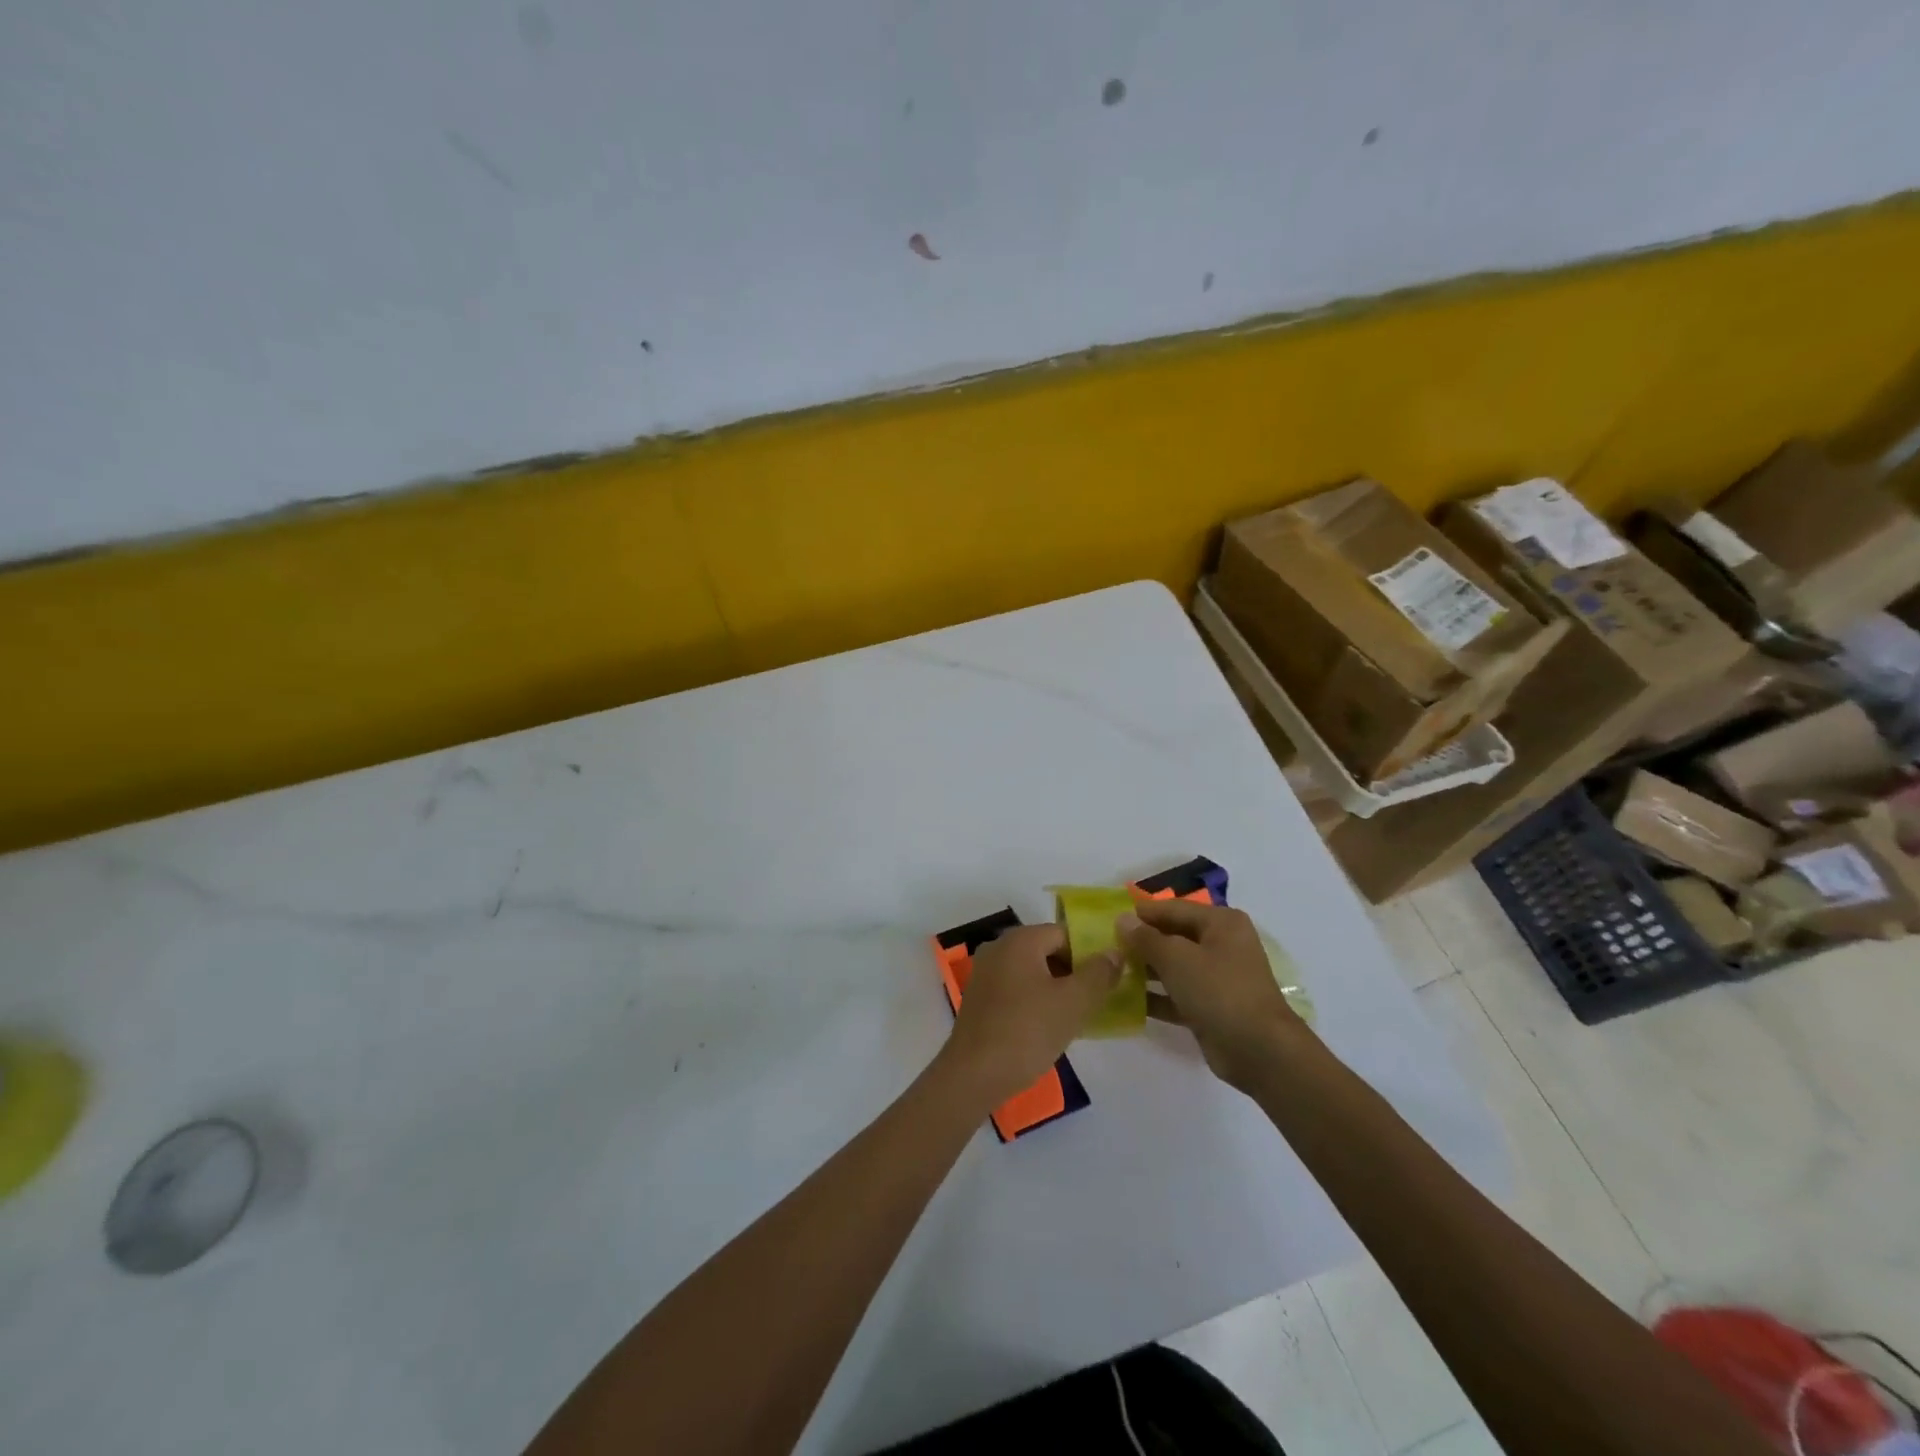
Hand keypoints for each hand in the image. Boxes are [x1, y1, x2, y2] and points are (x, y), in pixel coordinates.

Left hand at [939, 924, 1120, 1107]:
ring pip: (1033, 972)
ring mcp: (985, 972)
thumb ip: (1099, 973)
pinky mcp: (979, 998)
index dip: (1090, 954)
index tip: (1108, 981)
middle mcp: (999, 947)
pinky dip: (1035, 1001)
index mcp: (1020, 939)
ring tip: (1076, 1018)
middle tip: (1095, 1001)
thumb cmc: (1027, 1031)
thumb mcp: (1073, 1002)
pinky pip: (1016, 989)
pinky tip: (1048, 1027)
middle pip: (1048, 950)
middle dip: (1074, 973)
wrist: (974, 1075)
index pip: (1065, 933)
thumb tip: (1114, 952)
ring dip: (1056, 989)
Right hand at [1118, 899, 1304, 1091]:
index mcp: (1221, 923)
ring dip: (1146, 969)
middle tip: (1107, 947)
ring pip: (1174, 966)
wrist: (1259, 1051)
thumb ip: (1146, 938)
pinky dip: (1156, 996)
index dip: (1141, 914)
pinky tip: (1126, 1000)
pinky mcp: (1211, 1006)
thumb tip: (1122, 920)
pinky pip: (1177, 993)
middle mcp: (1221, 944)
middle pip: (1173, 936)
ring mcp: (1218, 977)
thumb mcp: (1177, 958)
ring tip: (1112, 972)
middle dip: (1142, 942)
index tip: (1108, 921)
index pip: (1172, 909)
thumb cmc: (1218, 991)